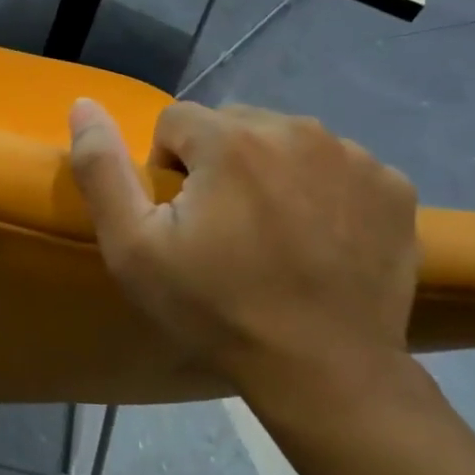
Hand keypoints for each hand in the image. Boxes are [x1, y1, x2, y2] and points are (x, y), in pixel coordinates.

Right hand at [68, 99, 418, 400]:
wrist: (325, 370)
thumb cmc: (216, 308)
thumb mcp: (133, 248)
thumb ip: (100, 169)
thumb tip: (83, 104)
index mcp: (229, 139)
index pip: (175, 121)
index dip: (167, 170)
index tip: (182, 222)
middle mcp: (296, 129)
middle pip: (232, 125)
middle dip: (218, 164)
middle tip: (224, 230)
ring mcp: (353, 155)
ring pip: (285, 141)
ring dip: (270, 172)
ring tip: (273, 235)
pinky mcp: (392, 185)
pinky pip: (337, 166)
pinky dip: (321, 189)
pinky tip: (320, 238)